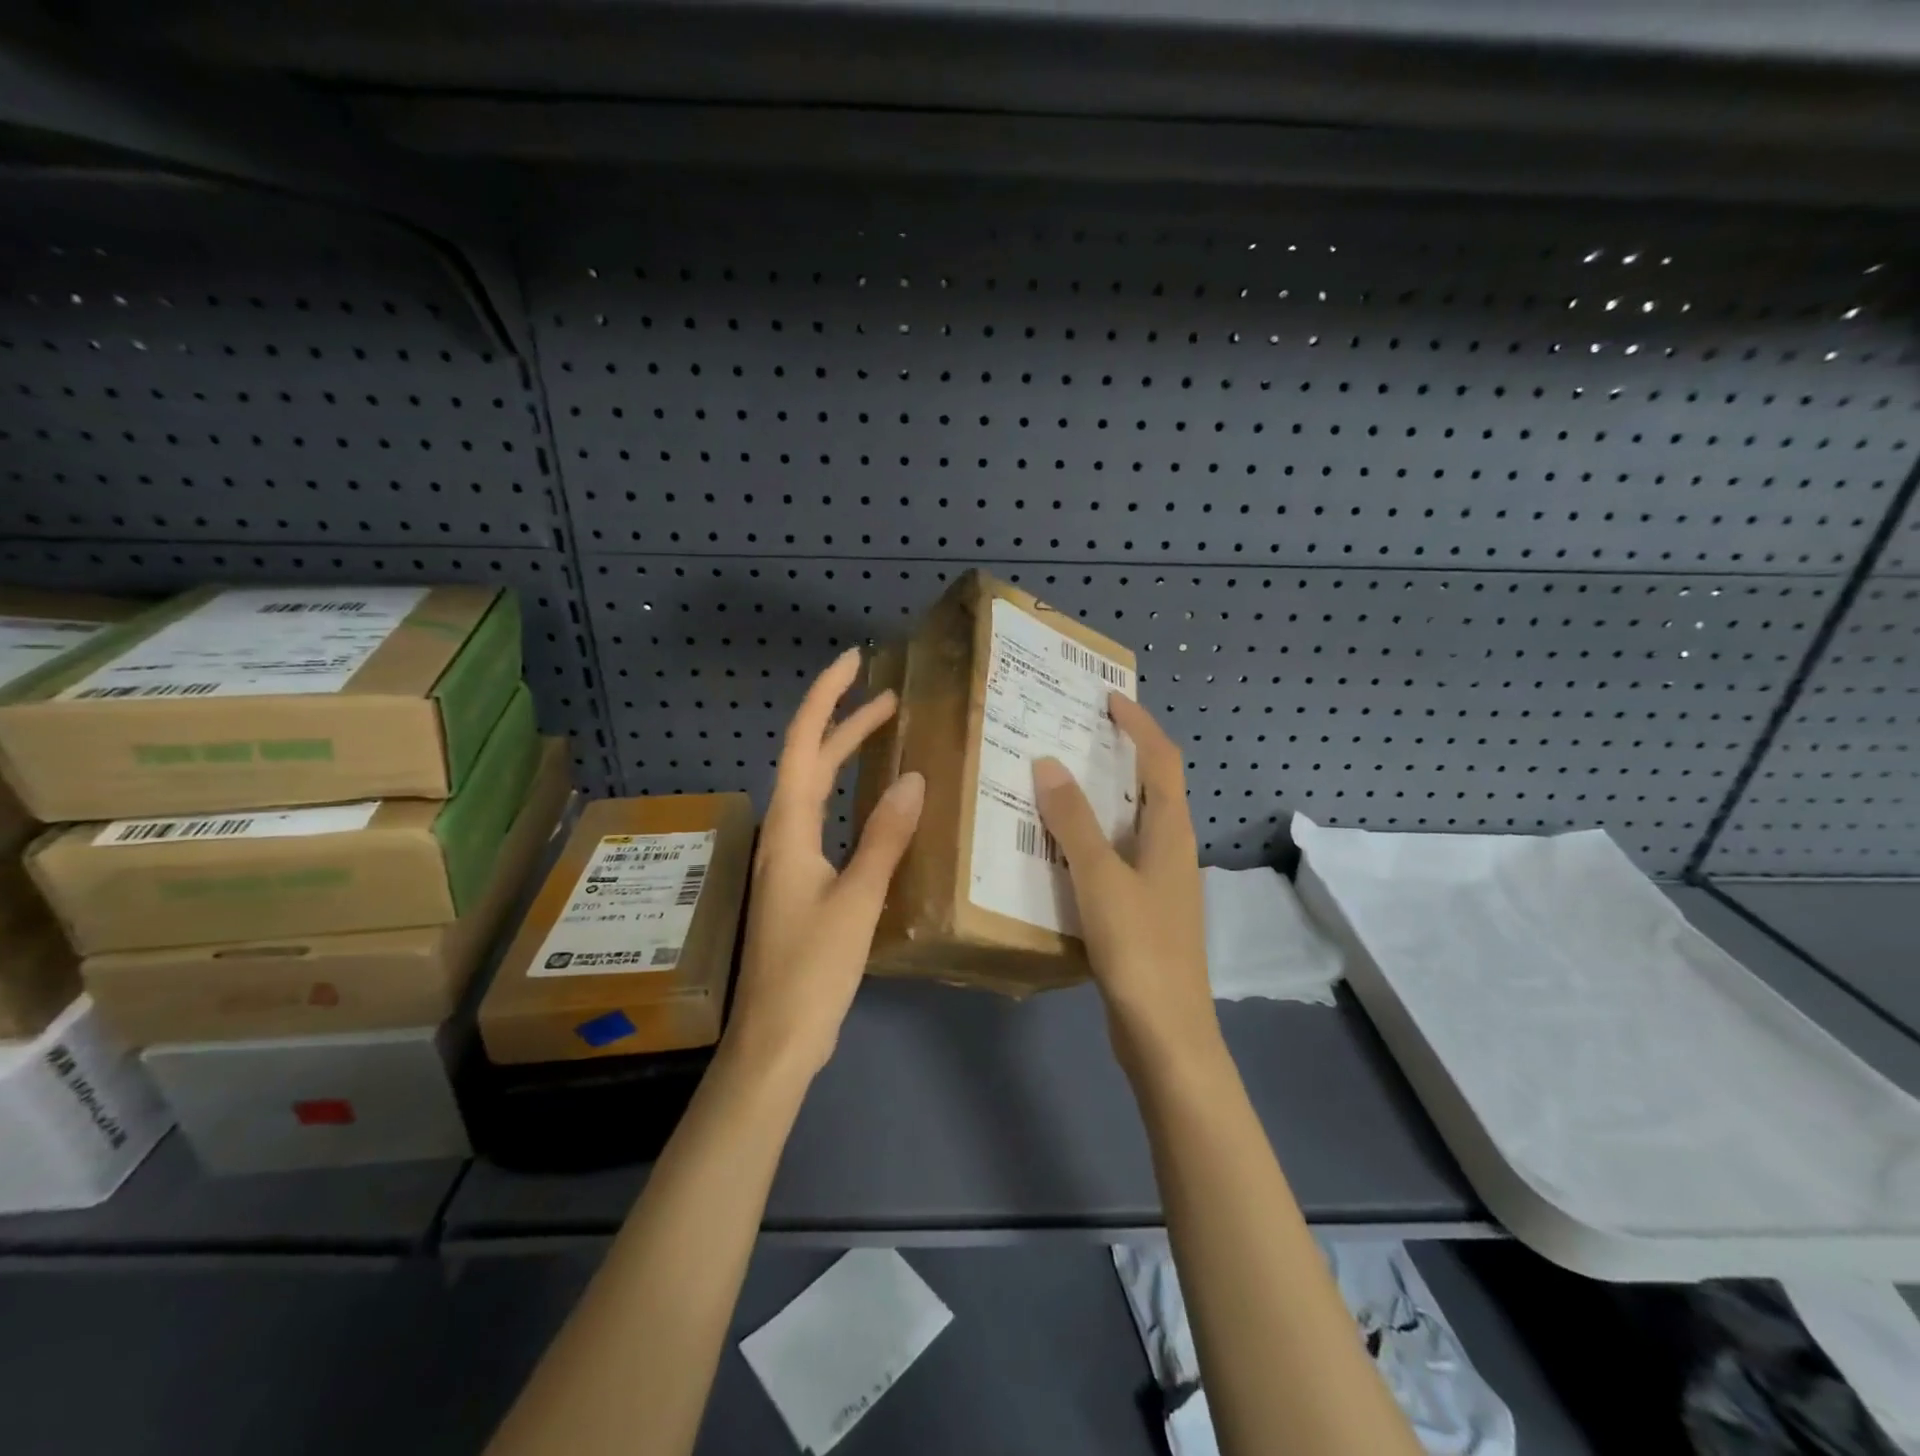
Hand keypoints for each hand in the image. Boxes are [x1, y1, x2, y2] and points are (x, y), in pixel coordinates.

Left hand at [726, 648, 925, 1081]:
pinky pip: (828, 822)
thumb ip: (884, 839)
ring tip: (887, 735)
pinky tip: (880, 809)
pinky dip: (852, 799)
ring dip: (847, 758)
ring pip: (817, 792)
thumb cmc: (812, 970)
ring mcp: (792, 861)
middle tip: (890, 696)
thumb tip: (912, 778)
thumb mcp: (856, 901)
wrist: (777, 1040)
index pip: (803, 745)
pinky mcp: (803, 885)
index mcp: (790, 831)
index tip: (854, 662)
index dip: (827, 699)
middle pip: (810, 762)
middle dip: (845, 723)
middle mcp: (785, 836)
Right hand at [1033, 695, 1217, 1073]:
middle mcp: (1171, 850)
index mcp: (1171, 833)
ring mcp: (1160, 883)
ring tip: (1057, 783)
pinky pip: (1116, 857)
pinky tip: (1057, 849)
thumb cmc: (1139, 949)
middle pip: (1151, 787)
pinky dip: (1091, 839)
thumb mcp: (1100, 879)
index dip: (1139, 725)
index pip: (1161, 761)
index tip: (1108, 699)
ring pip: (1131, 824)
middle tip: (1072, 735)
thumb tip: (1048, 763)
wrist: (1166, 1034)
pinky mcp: (1144, 912)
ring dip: (1101, 798)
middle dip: (1119, 755)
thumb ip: (1074, 822)